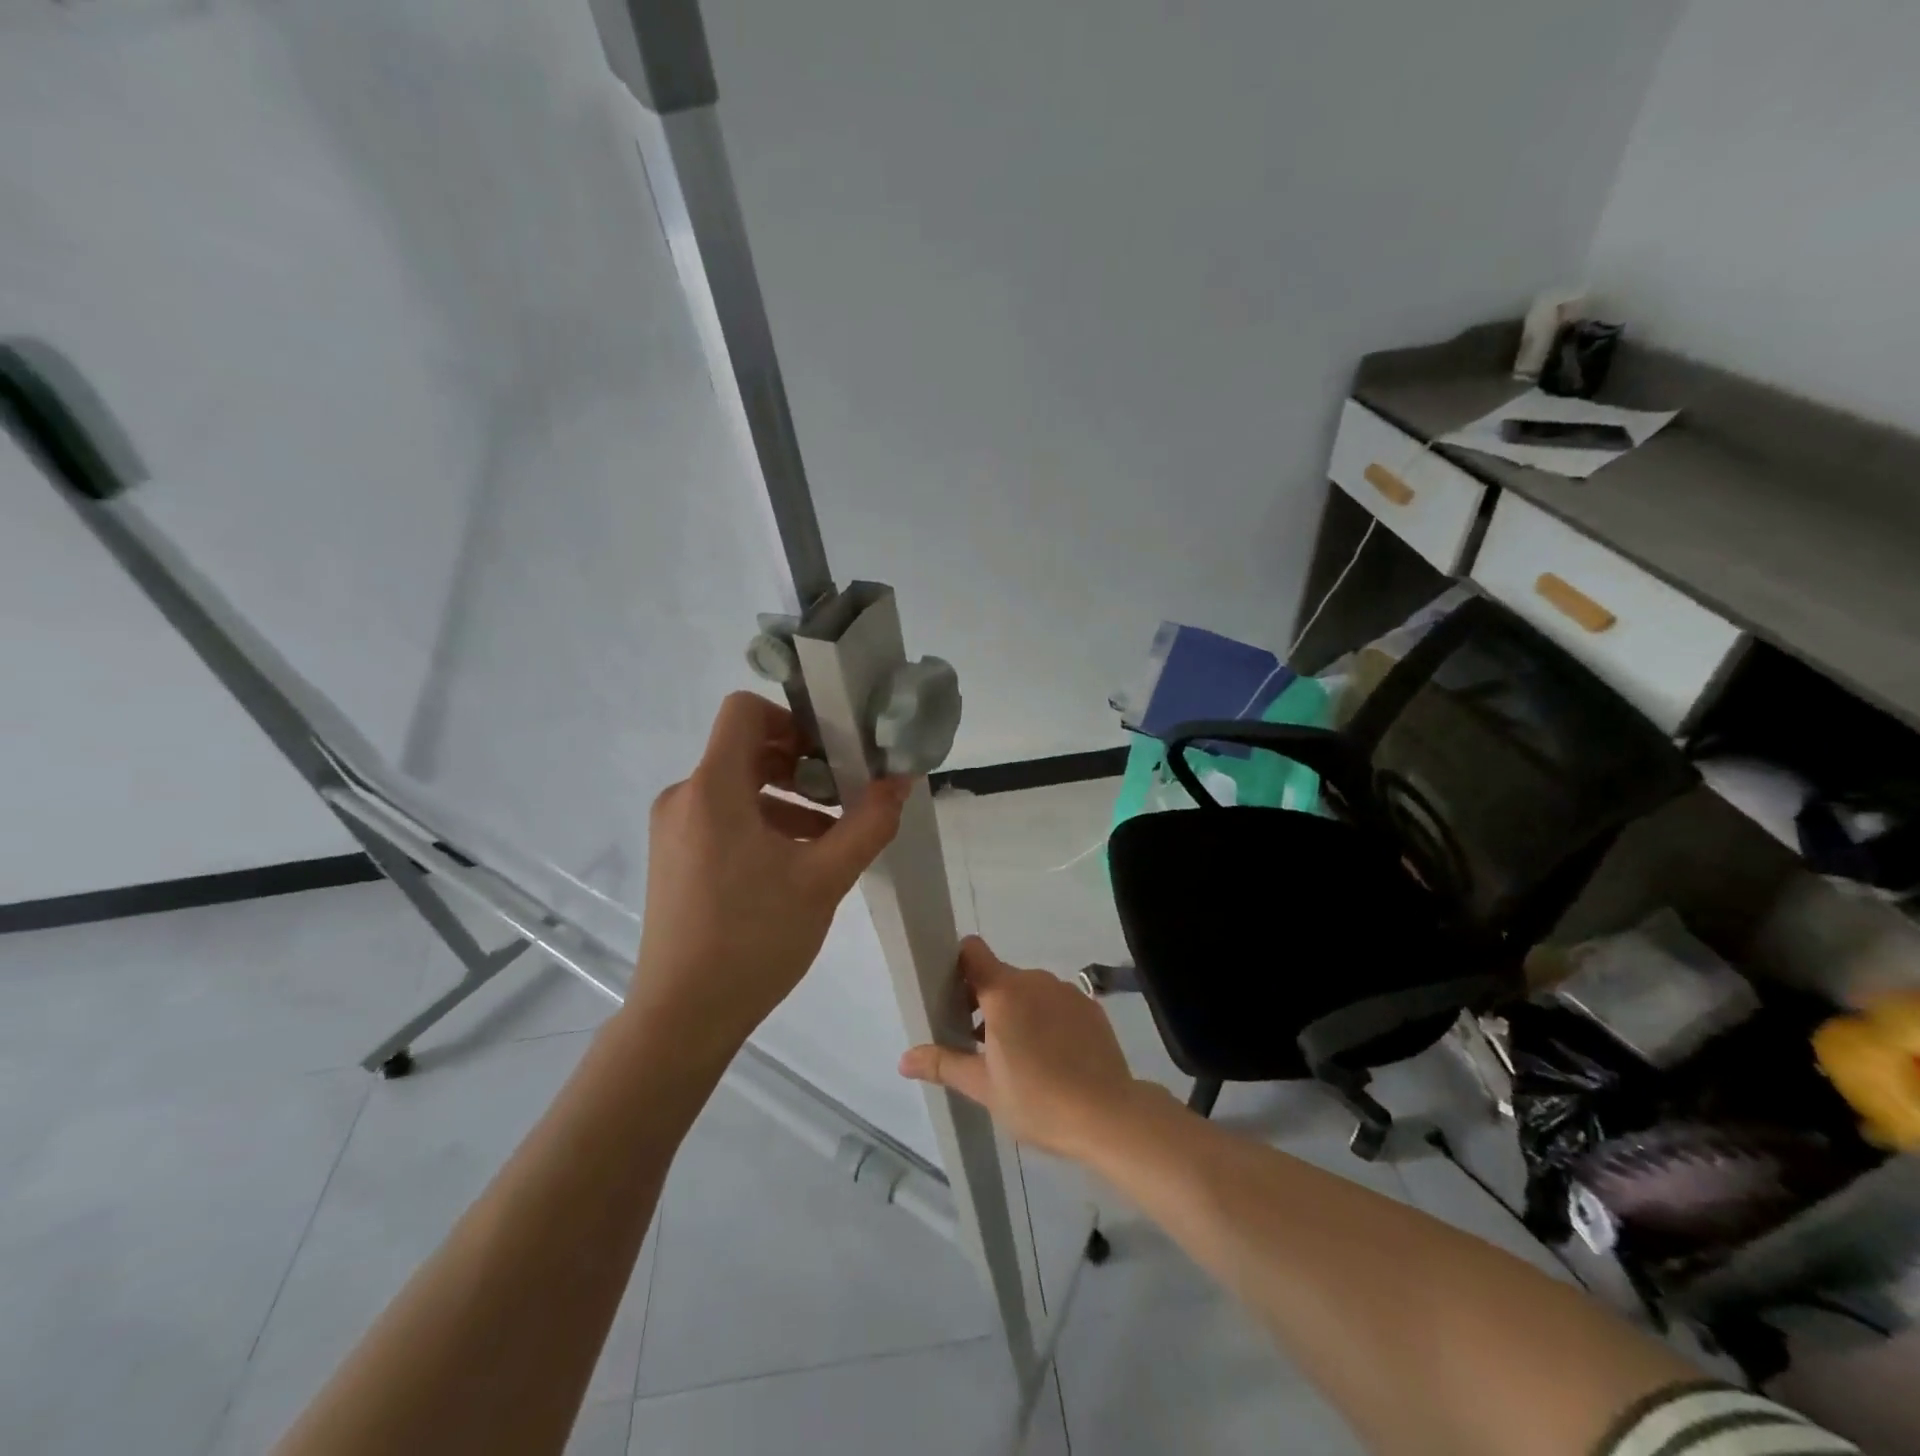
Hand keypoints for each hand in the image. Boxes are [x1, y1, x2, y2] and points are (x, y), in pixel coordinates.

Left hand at [631, 692, 912, 1056]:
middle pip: (747, 748)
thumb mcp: (824, 878)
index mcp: (712, 788)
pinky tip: (799, 861)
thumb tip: (900, 781)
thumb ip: (869, 822)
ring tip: (832, 834)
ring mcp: (675, 829)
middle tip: (845, 792)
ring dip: (789, 797)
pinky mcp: (676, 857)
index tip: (833, 751)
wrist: (682, 1018)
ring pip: (739, 786)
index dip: (793, 717)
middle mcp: (685, 797)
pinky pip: (725, 817)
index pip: (745, 710)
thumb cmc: (753, 938)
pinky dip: (765, 823)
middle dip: (802, 763)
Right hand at [898, 937, 1141, 1160]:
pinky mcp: (1090, 1007)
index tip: (952, 997)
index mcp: (1004, 992)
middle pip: (999, 976)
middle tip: (979, 1044)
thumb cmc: (1038, 1100)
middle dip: (984, 1001)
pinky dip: (1046, 1019)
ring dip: (1016, 1011)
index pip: (972, 951)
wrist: (1109, 1116)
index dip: (958, 966)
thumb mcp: (984, 1087)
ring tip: (1017, 1057)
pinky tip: (1052, 1058)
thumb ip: (944, 1064)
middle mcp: (1035, 980)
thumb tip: (903, 1059)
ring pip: (1029, 990)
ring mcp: (1066, 991)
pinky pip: (1056, 1003)